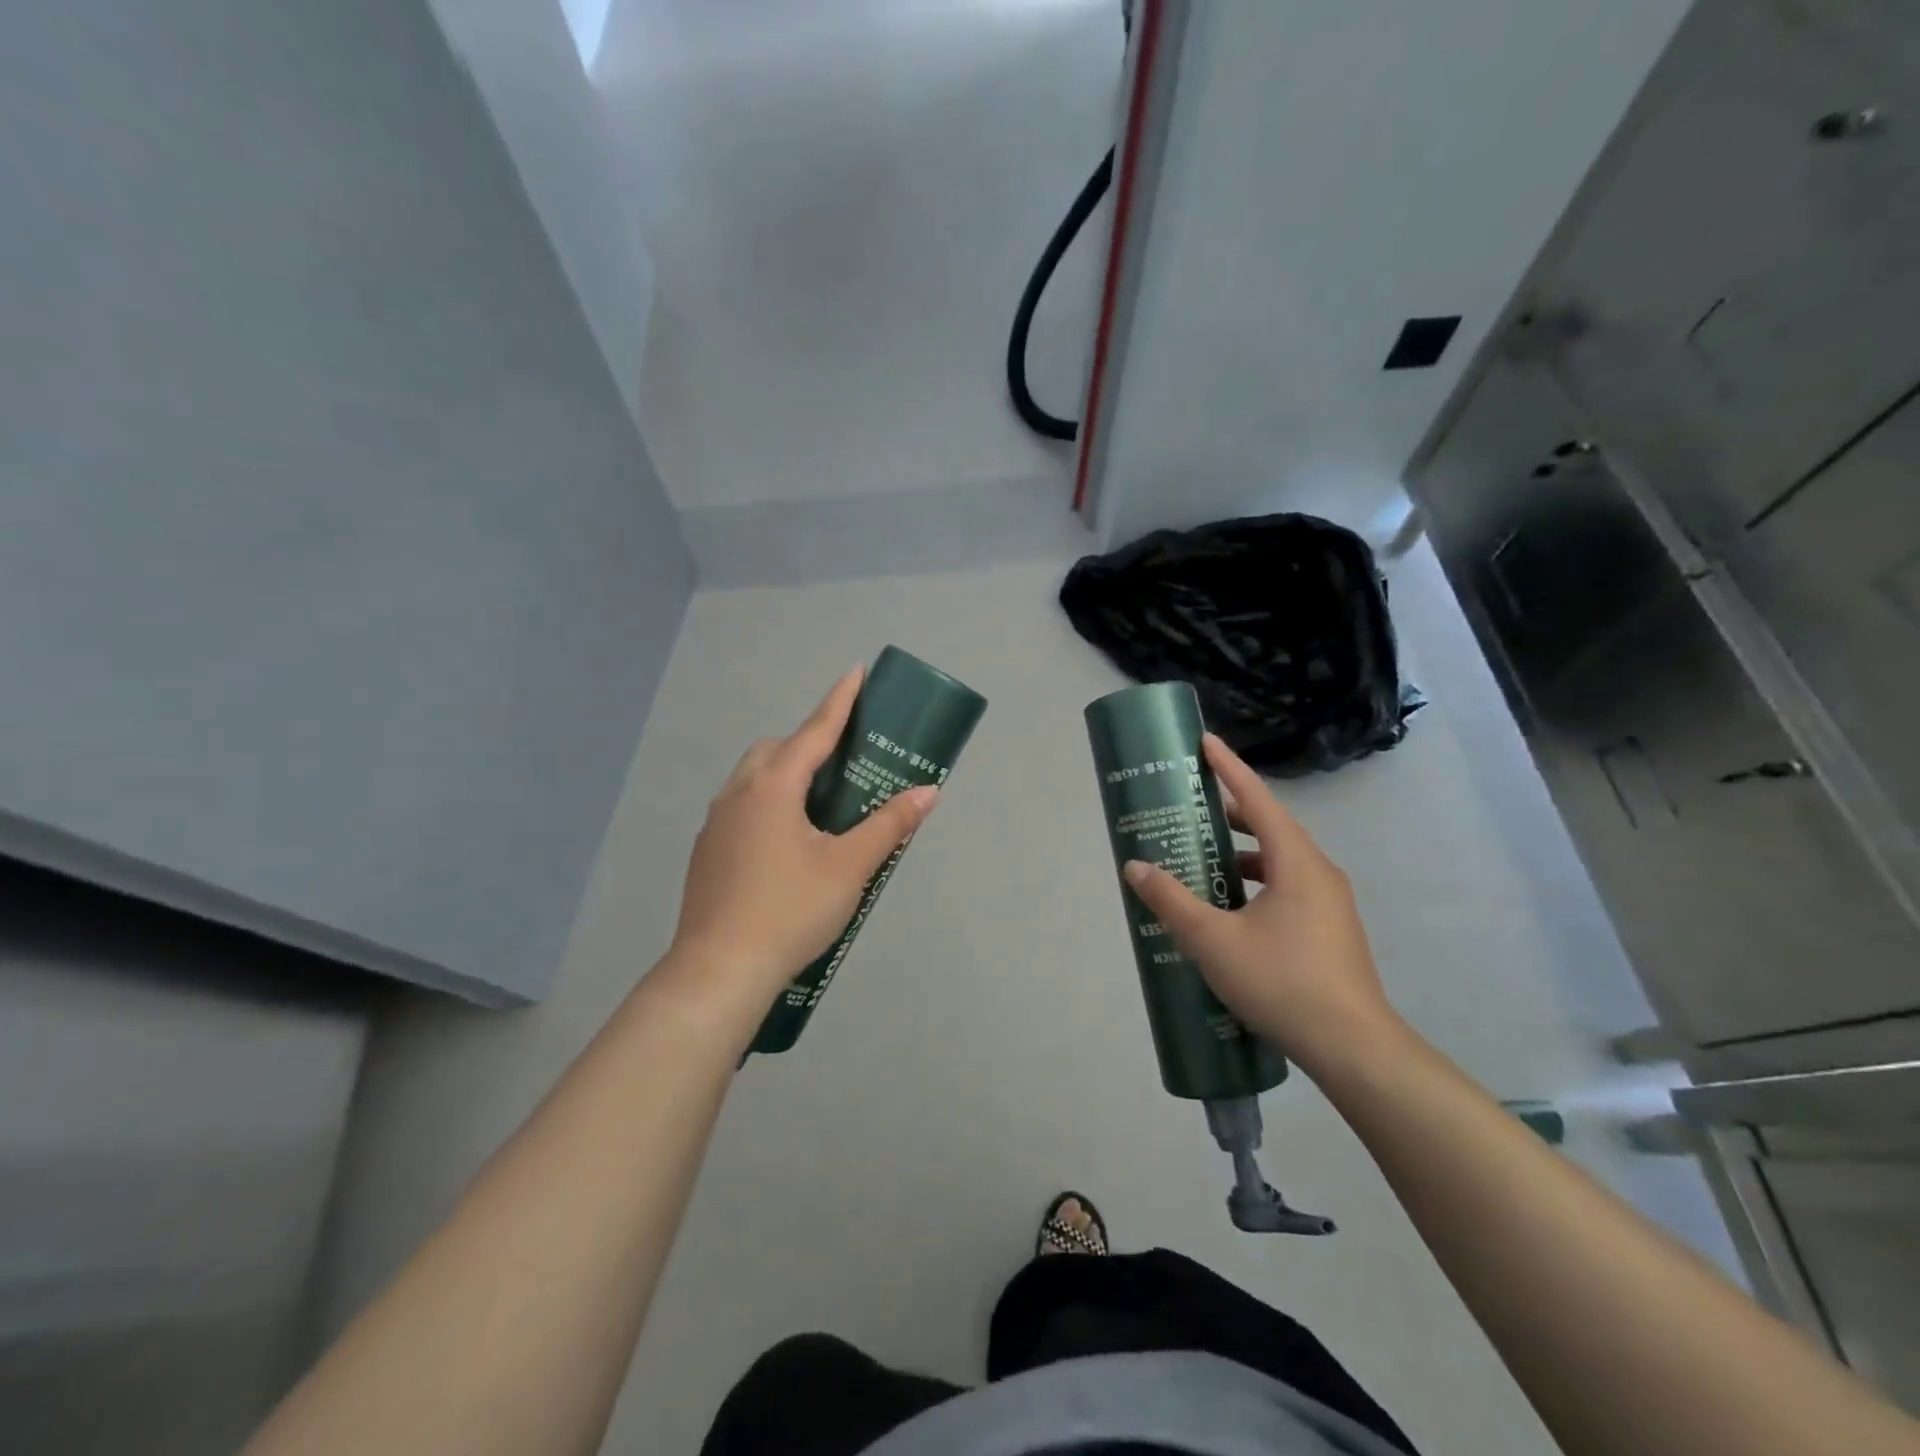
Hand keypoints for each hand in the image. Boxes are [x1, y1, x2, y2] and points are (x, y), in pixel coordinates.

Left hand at [665, 667, 938, 1012]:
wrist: (719, 971)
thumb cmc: (791, 911)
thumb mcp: (850, 867)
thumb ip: (889, 825)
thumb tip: (928, 792)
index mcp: (773, 787)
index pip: (814, 731)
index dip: (839, 701)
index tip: (855, 673)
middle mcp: (738, 794)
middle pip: (776, 750)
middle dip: (808, 743)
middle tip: (842, 762)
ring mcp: (715, 823)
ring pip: (753, 778)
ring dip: (784, 774)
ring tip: (818, 803)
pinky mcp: (706, 852)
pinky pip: (741, 807)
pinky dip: (767, 803)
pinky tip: (785, 843)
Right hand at [1121, 734, 1402, 1075]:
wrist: (1354, 1048)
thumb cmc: (1283, 982)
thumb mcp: (1213, 941)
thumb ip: (1172, 900)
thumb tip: (1136, 866)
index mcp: (1296, 862)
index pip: (1258, 799)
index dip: (1229, 768)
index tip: (1205, 742)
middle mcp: (1319, 872)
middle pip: (1270, 827)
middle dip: (1229, 814)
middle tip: (1190, 808)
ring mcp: (1329, 903)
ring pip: (1279, 861)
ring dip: (1241, 854)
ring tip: (1202, 859)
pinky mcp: (1330, 929)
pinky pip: (1287, 887)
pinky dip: (1255, 882)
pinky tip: (1229, 910)